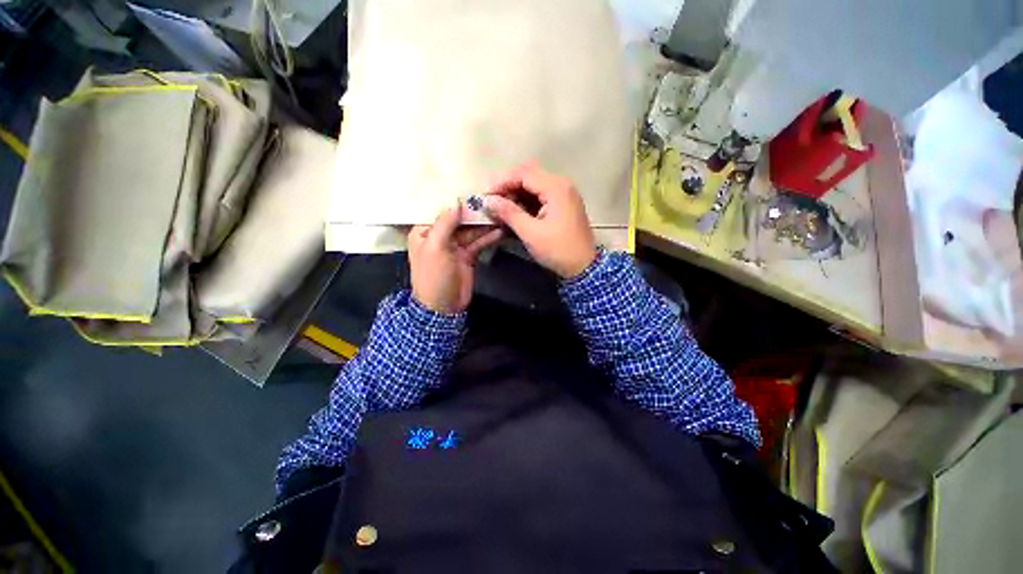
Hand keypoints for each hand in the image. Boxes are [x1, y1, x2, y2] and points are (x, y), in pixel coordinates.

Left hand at [408, 205, 502, 313]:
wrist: (443, 307)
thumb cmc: (434, 276)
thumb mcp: (435, 247)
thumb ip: (445, 223)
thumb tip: (457, 202)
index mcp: (426, 232)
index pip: (442, 211)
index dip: (457, 202)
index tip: (475, 191)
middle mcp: (440, 236)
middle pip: (460, 220)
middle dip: (475, 213)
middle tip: (494, 202)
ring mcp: (456, 246)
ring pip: (472, 231)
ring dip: (485, 224)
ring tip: (501, 214)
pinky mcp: (468, 256)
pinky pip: (479, 242)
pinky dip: (489, 237)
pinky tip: (500, 230)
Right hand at [484, 162, 596, 277]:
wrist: (584, 266)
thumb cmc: (558, 250)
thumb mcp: (531, 233)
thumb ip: (509, 213)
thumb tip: (489, 200)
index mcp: (556, 188)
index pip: (523, 174)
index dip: (502, 182)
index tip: (486, 196)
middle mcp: (562, 185)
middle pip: (529, 175)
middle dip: (508, 186)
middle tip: (493, 202)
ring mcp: (564, 194)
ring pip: (535, 185)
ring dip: (517, 194)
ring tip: (501, 209)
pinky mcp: (564, 204)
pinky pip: (541, 195)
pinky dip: (527, 201)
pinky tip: (516, 212)